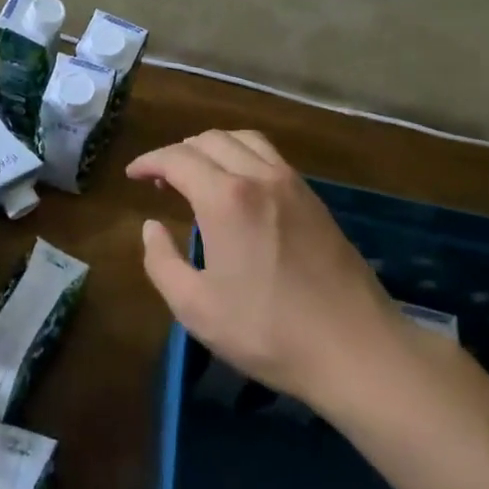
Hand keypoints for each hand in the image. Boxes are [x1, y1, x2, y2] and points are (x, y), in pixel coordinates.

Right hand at [127, 130, 415, 411]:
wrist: (355, 349)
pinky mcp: (315, 200)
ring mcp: (293, 185)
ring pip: (245, 140)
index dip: (149, 161)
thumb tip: (151, 227)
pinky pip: (271, 157)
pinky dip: (243, 156)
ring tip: (198, 174)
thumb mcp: (196, 307)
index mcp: (226, 198)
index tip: (132, 174)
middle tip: (160, 180)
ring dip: (213, 147)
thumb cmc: (267, 331)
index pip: (178, 158)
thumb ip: (161, 261)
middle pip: (210, 139)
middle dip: (178, 152)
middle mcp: (259, 177)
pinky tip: (239, 187)